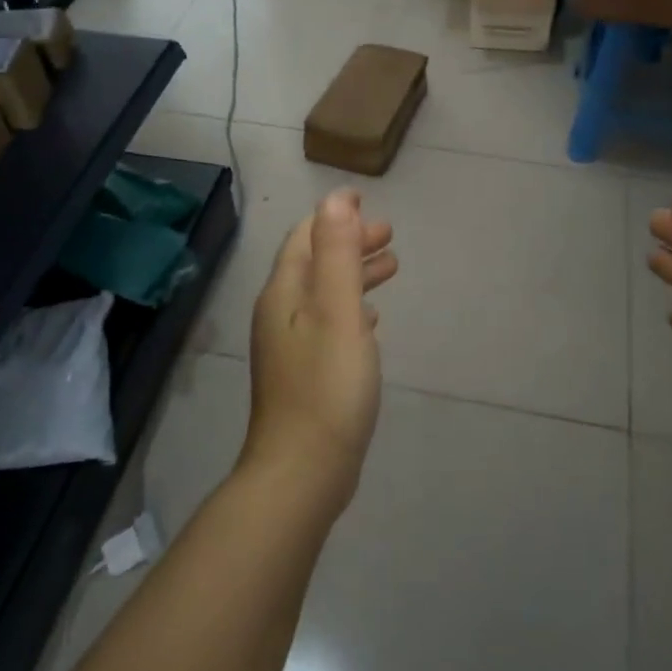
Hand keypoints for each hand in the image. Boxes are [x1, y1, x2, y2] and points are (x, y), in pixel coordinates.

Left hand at [245, 191, 397, 514]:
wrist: (303, 470)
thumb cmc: (326, 385)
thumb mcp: (337, 310)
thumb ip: (337, 253)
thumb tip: (335, 200)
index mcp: (284, 294)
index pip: (305, 238)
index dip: (333, 216)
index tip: (365, 200)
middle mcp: (280, 314)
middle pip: (314, 264)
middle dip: (350, 243)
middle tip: (390, 235)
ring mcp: (290, 347)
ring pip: (324, 294)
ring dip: (354, 274)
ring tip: (391, 266)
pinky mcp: (305, 374)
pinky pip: (328, 324)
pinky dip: (351, 309)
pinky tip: (371, 319)